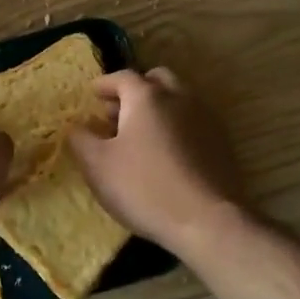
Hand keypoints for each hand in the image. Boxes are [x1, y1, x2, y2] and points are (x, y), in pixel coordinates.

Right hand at [69, 67, 245, 256]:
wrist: (207, 221)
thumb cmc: (144, 187)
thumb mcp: (97, 165)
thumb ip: (81, 139)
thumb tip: (77, 126)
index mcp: (147, 97)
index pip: (122, 77)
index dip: (104, 84)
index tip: (92, 93)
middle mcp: (180, 98)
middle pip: (156, 80)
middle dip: (135, 90)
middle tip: (116, 111)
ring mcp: (206, 119)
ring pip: (178, 100)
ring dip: (157, 108)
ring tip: (139, 134)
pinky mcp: (222, 143)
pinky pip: (192, 123)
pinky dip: (174, 127)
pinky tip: (165, 153)